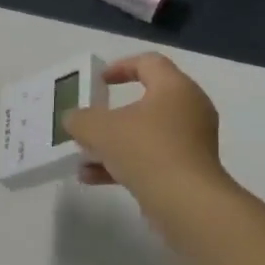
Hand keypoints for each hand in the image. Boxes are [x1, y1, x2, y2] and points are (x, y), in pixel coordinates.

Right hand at [61, 52, 227, 198]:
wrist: (186, 201)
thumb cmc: (145, 150)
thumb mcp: (100, 129)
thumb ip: (80, 119)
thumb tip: (74, 119)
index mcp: (174, 88)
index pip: (149, 63)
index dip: (120, 67)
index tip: (98, 80)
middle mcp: (189, 109)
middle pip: (146, 101)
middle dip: (112, 114)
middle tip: (90, 121)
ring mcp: (191, 142)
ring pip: (146, 134)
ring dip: (113, 143)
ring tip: (84, 156)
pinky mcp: (188, 170)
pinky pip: (151, 159)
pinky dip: (124, 164)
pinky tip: (92, 178)